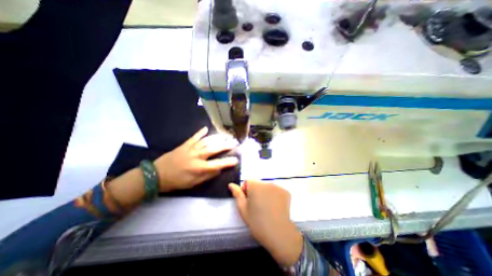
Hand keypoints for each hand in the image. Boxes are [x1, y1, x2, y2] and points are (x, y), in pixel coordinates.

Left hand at [153, 126, 238, 191]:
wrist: (157, 174)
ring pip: (207, 141)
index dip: (228, 162)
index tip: (236, 160)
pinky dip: (200, 132)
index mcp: (199, 168)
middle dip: (226, 145)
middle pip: (214, 149)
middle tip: (234, 142)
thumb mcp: (193, 183)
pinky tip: (206, 128)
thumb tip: (218, 169)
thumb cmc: (177, 181)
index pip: (218, 164)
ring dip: (217, 138)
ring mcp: (191, 148)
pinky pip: (194, 137)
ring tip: (225, 136)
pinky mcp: (185, 145)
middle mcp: (197, 156)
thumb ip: (207, 176)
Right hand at [228, 180, 304, 265]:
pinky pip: (276, 191)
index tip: (247, 201)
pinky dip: (274, 196)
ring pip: (267, 187)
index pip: (247, 181)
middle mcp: (267, 182)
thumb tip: (231, 184)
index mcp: (255, 185)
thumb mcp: (243, 208)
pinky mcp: (286, 192)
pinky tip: (274, 207)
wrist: (278, 233)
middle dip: (255, 192)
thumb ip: (237, 194)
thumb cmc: (257, 221)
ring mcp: (277, 186)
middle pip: (258, 184)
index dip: (245, 190)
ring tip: (266, 207)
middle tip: (256, 206)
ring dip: (264, 193)